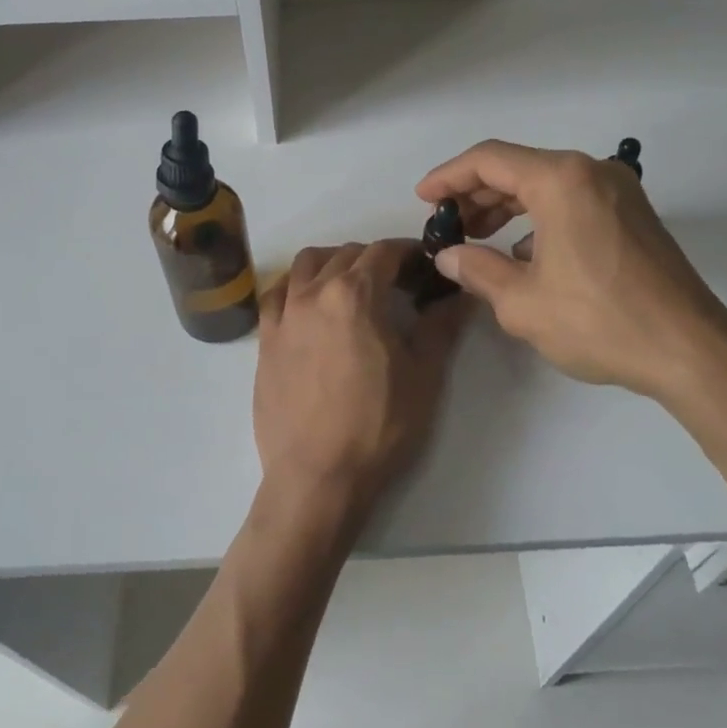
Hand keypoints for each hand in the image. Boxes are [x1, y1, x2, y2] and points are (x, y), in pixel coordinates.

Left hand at [253, 240, 466, 524]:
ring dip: (333, 264)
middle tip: (399, 284)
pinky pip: (276, 294)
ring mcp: (283, 315)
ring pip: (306, 265)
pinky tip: (310, 306)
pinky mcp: (264, 341)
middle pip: (346, 254)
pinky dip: (296, 287)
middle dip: (376, 260)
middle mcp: (312, 293)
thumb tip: (462, 294)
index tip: (426, 267)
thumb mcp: (424, 375)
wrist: (317, 476)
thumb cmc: (378, 426)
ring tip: (352, 288)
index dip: (410, 253)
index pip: (384, 252)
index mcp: (354, 294)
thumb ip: (442, 325)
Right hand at [416, 140, 726, 407]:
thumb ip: (476, 269)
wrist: (690, 350)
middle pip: (518, 168)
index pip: (489, 160)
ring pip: (545, 184)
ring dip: (507, 207)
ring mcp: (617, 191)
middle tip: (447, 226)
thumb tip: (448, 256)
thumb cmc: (599, 321)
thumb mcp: (522, 302)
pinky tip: (523, 253)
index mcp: (561, 180)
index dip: (448, 177)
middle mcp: (591, 172)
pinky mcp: (632, 214)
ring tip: (477, 238)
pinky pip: (571, 201)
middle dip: (476, 194)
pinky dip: (539, 218)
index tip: (423, 200)